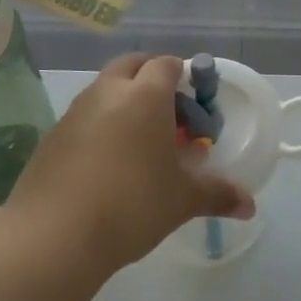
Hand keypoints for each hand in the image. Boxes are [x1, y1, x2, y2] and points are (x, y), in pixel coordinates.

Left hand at [7, 54, 253, 272]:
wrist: (53, 236)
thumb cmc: (132, 205)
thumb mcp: (182, 200)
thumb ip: (217, 195)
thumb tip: (249, 205)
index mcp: (145, 96)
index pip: (167, 64)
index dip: (183, 77)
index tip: (194, 106)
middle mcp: (108, 92)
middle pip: (132, 64)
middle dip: (151, 78)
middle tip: (168, 114)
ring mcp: (74, 112)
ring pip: (104, 89)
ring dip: (123, 101)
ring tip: (139, 142)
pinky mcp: (51, 137)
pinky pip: (83, 117)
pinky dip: (99, 125)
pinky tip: (107, 164)